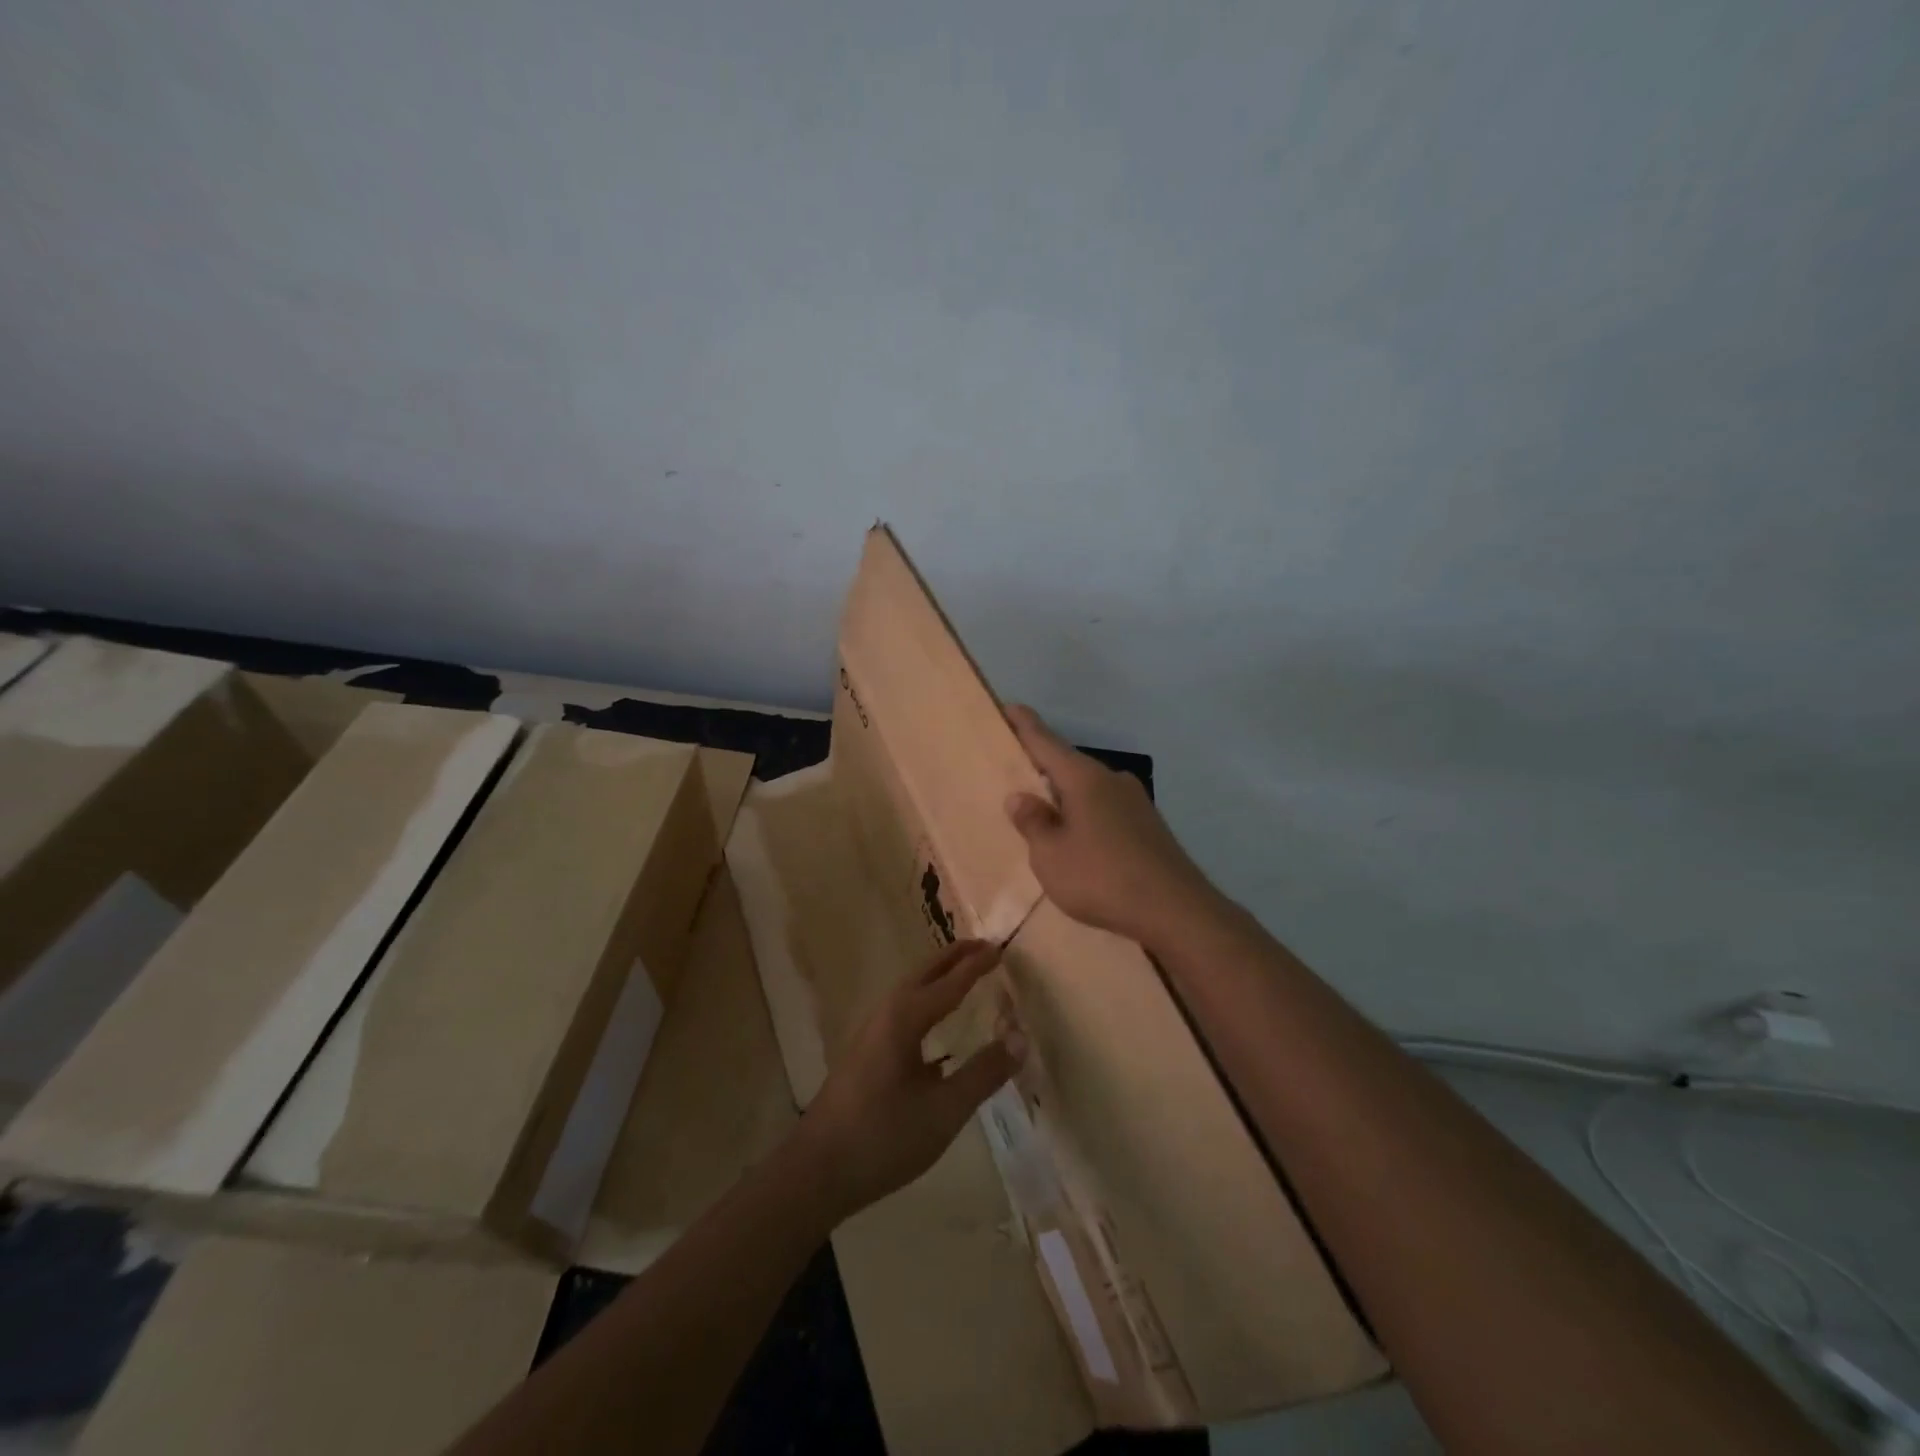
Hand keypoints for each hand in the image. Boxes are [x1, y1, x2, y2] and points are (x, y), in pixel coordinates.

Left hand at [799, 941, 1023, 1218]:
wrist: (816, 1170)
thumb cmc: (883, 1137)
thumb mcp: (944, 1111)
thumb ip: (983, 1073)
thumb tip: (1020, 1038)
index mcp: (904, 1019)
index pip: (949, 983)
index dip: (976, 966)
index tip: (1000, 948)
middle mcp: (885, 1014)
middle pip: (923, 974)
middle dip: (953, 957)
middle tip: (983, 946)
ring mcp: (870, 1033)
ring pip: (909, 990)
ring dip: (936, 975)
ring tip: (961, 972)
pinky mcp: (863, 1053)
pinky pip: (901, 1008)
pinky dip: (924, 997)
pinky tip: (931, 1022)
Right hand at [1004, 704, 1214, 943]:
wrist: (1175, 911)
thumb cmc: (1101, 877)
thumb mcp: (1051, 855)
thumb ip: (1033, 823)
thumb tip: (1020, 797)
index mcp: (1084, 778)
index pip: (1046, 741)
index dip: (1024, 725)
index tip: (1008, 706)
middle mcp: (1111, 780)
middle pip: (1068, 765)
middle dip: (1042, 766)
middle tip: (1015, 769)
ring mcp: (1135, 802)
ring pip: (1089, 790)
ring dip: (1065, 796)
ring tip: (1042, 811)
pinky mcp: (1149, 827)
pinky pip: (1105, 810)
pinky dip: (1085, 815)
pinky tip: (1078, 839)